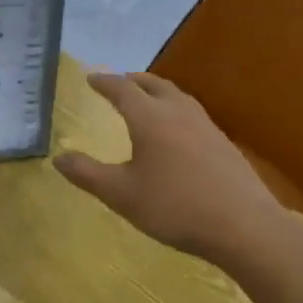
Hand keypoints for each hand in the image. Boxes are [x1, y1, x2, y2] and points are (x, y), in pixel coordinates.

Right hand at [54, 71, 288, 267]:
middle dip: (133, 81)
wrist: (244, 225)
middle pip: (153, 85)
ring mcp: (206, 126)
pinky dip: (175, 108)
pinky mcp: (224, 143)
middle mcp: (178, 113)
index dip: (104, 82)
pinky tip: (177, 129)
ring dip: (157, 91)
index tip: (90, 78)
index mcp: (150, 118)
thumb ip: (87, 174)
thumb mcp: (122, 195)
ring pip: (177, 96)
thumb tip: (58, 157)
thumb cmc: (175, 207)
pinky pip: (192, 112)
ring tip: (146, 99)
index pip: (122, 89)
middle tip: (118, 82)